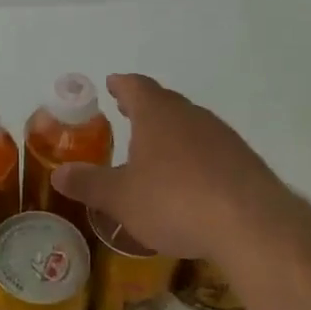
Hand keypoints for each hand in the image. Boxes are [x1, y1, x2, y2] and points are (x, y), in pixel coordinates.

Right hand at [51, 74, 294, 261]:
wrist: (252, 225)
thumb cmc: (174, 202)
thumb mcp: (121, 198)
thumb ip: (89, 184)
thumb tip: (58, 174)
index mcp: (157, 114)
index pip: (136, 86)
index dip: (121, 84)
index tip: (111, 83)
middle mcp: (191, 116)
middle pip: (165, 101)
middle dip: (144, 107)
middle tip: (126, 114)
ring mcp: (222, 136)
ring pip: (190, 124)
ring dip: (171, 132)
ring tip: (156, 150)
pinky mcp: (244, 161)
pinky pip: (211, 149)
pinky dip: (194, 156)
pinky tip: (190, 180)